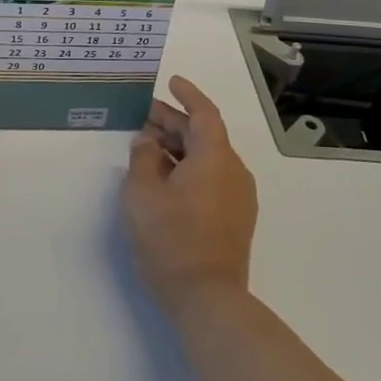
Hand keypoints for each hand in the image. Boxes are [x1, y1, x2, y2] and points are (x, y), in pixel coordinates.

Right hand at [122, 76, 257, 318]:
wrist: (207, 299)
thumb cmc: (170, 239)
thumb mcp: (141, 193)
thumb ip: (142, 158)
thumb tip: (148, 142)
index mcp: (215, 158)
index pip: (204, 114)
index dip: (187, 95)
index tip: (171, 82)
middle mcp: (234, 172)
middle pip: (205, 135)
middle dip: (174, 123)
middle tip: (142, 117)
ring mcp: (238, 197)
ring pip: (208, 158)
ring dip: (179, 147)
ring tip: (147, 147)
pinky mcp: (235, 218)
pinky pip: (212, 178)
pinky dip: (188, 167)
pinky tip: (163, 177)